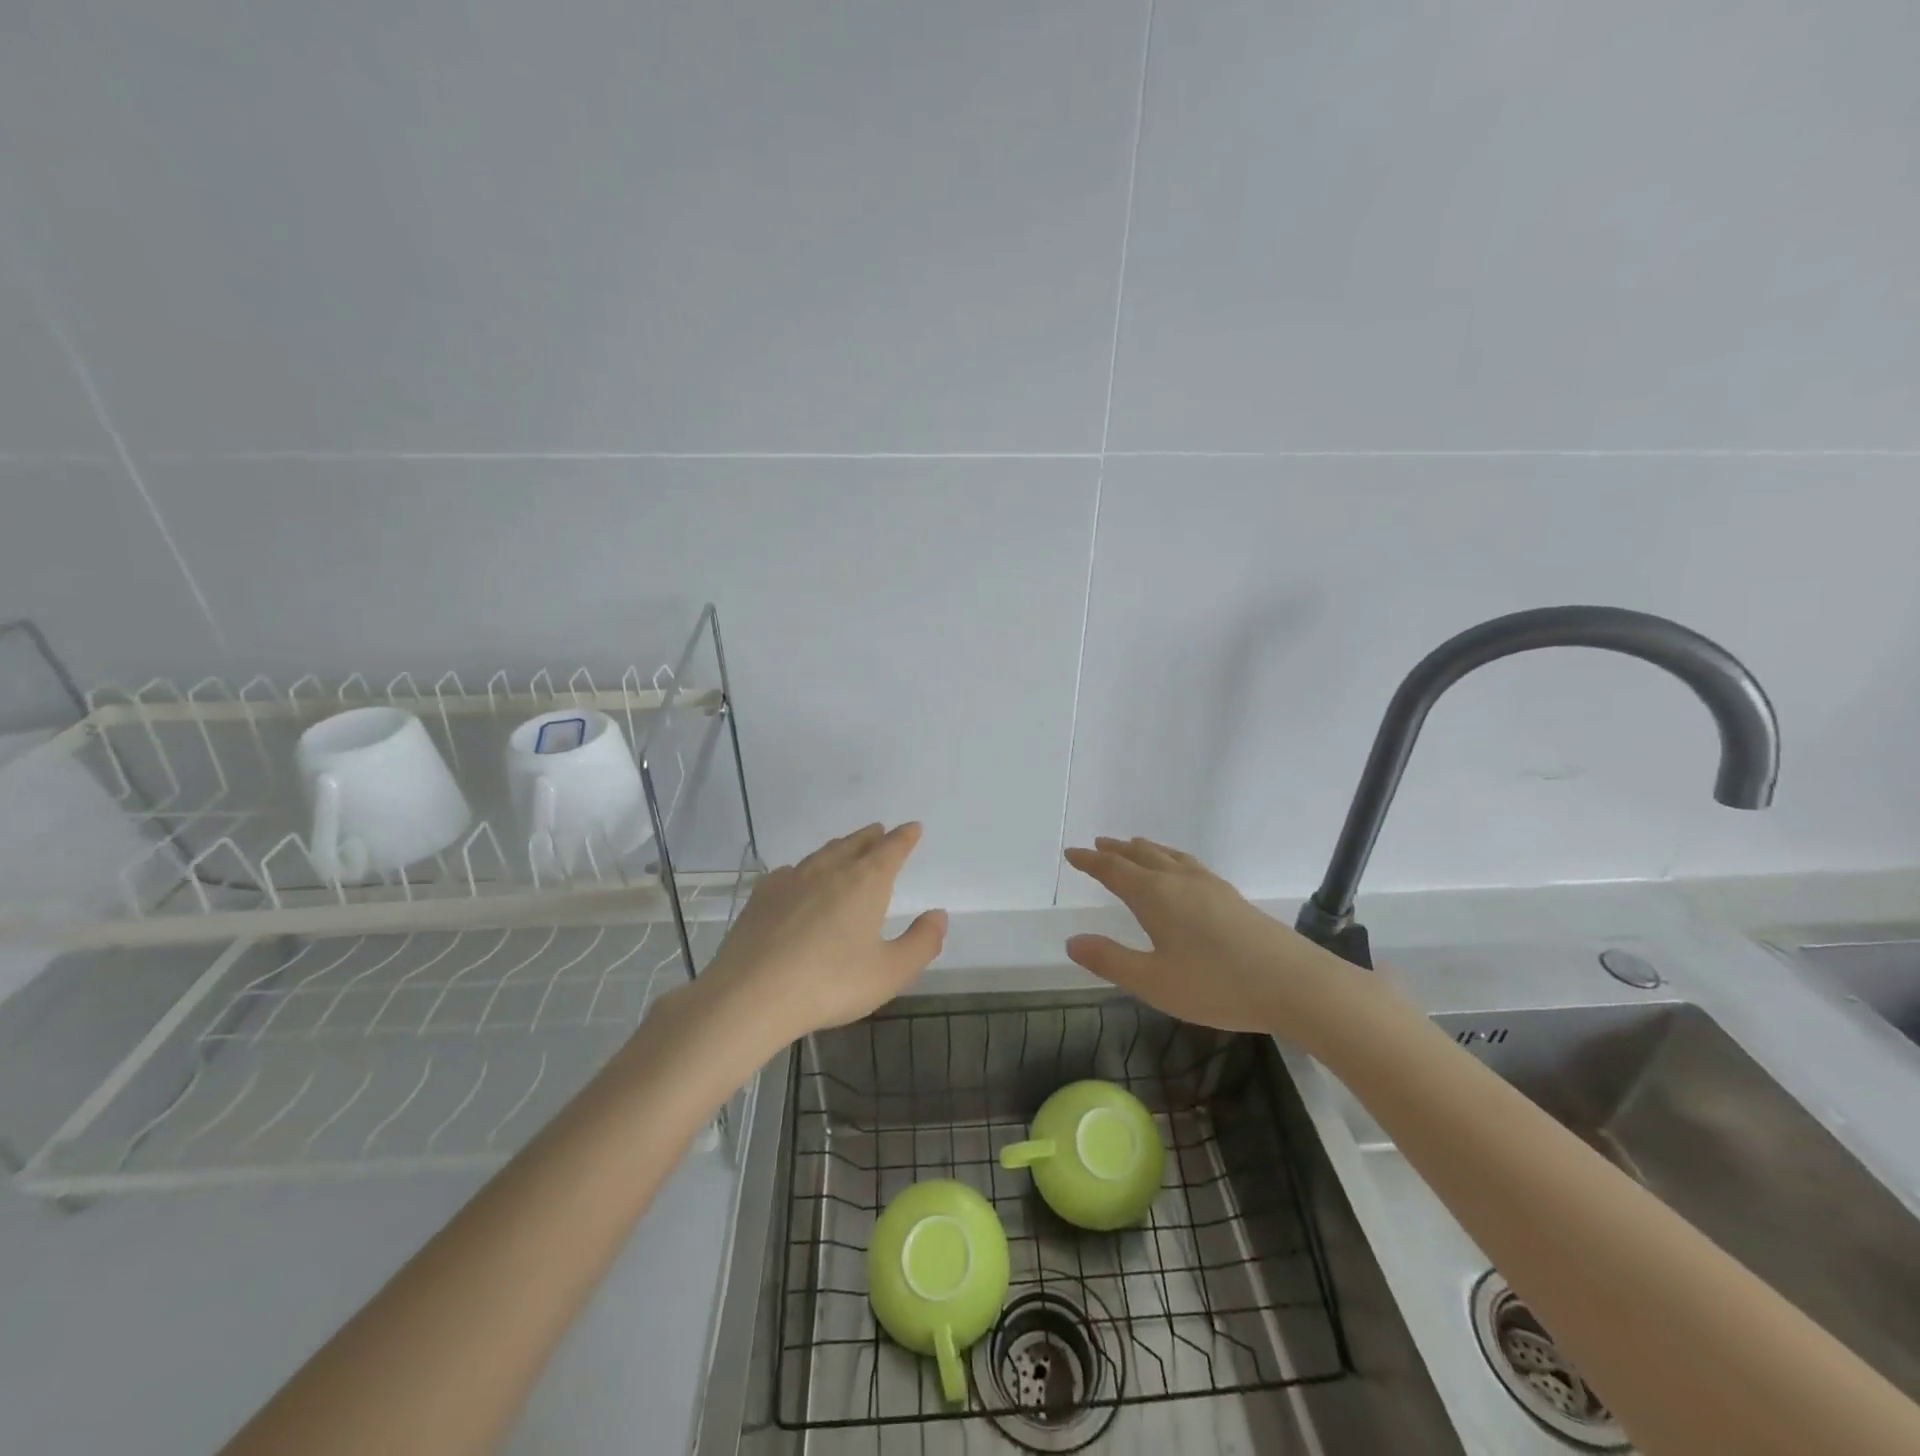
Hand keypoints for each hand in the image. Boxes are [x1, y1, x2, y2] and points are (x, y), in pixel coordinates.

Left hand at [699, 822, 947, 1046]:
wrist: (750, 996)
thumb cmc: (830, 984)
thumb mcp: (890, 972)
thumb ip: (921, 943)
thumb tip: (938, 915)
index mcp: (866, 882)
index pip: (891, 849)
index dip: (905, 837)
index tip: (913, 827)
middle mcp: (830, 870)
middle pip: (855, 844)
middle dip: (872, 837)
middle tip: (880, 831)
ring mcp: (792, 880)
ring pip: (823, 854)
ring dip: (840, 847)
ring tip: (847, 848)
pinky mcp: (762, 896)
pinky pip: (791, 871)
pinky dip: (805, 869)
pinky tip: (799, 879)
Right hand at [1062, 836, 1368, 1038]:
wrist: (1293, 983)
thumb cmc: (1216, 984)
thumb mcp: (1153, 982)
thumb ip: (1110, 960)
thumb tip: (1072, 941)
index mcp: (1155, 895)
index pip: (1113, 870)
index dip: (1090, 861)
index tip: (1072, 853)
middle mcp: (1179, 881)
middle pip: (1141, 856)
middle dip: (1116, 851)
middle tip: (1098, 844)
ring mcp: (1209, 886)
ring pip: (1168, 856)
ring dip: (1145, 849)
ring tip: (1134, 846)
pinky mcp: (1231, 897)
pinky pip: (1189, 864)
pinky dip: (1171, 858)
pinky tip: (1182, 871)